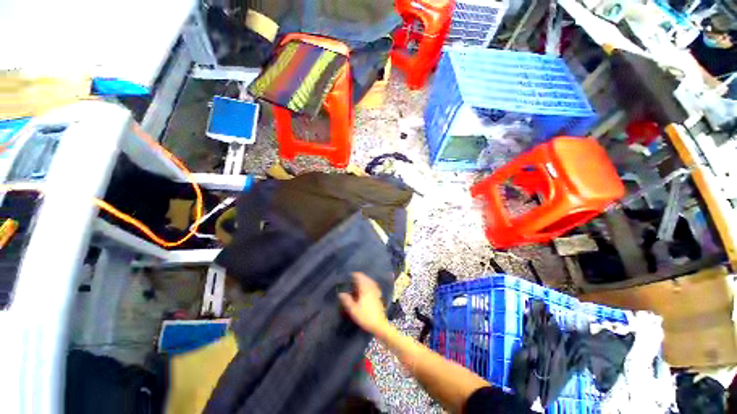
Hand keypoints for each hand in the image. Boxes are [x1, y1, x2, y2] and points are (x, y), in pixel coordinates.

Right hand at [339, 272, 390, 335]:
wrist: (379, 324)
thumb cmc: (365, 317)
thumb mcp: (353, 310)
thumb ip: (346, 300)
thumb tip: (340, 293)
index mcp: (365, 288)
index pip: (359, 276)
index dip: (353, 275)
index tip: (347, 277)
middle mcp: (371, 286)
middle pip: (364, 277)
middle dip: (357, 278)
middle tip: (350, 283)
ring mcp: (376, 289)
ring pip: (368, 280)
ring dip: (362, 281)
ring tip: (356, 286)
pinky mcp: (378, 294)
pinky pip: (372, 285)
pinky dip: (367, 285)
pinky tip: (364, 290)